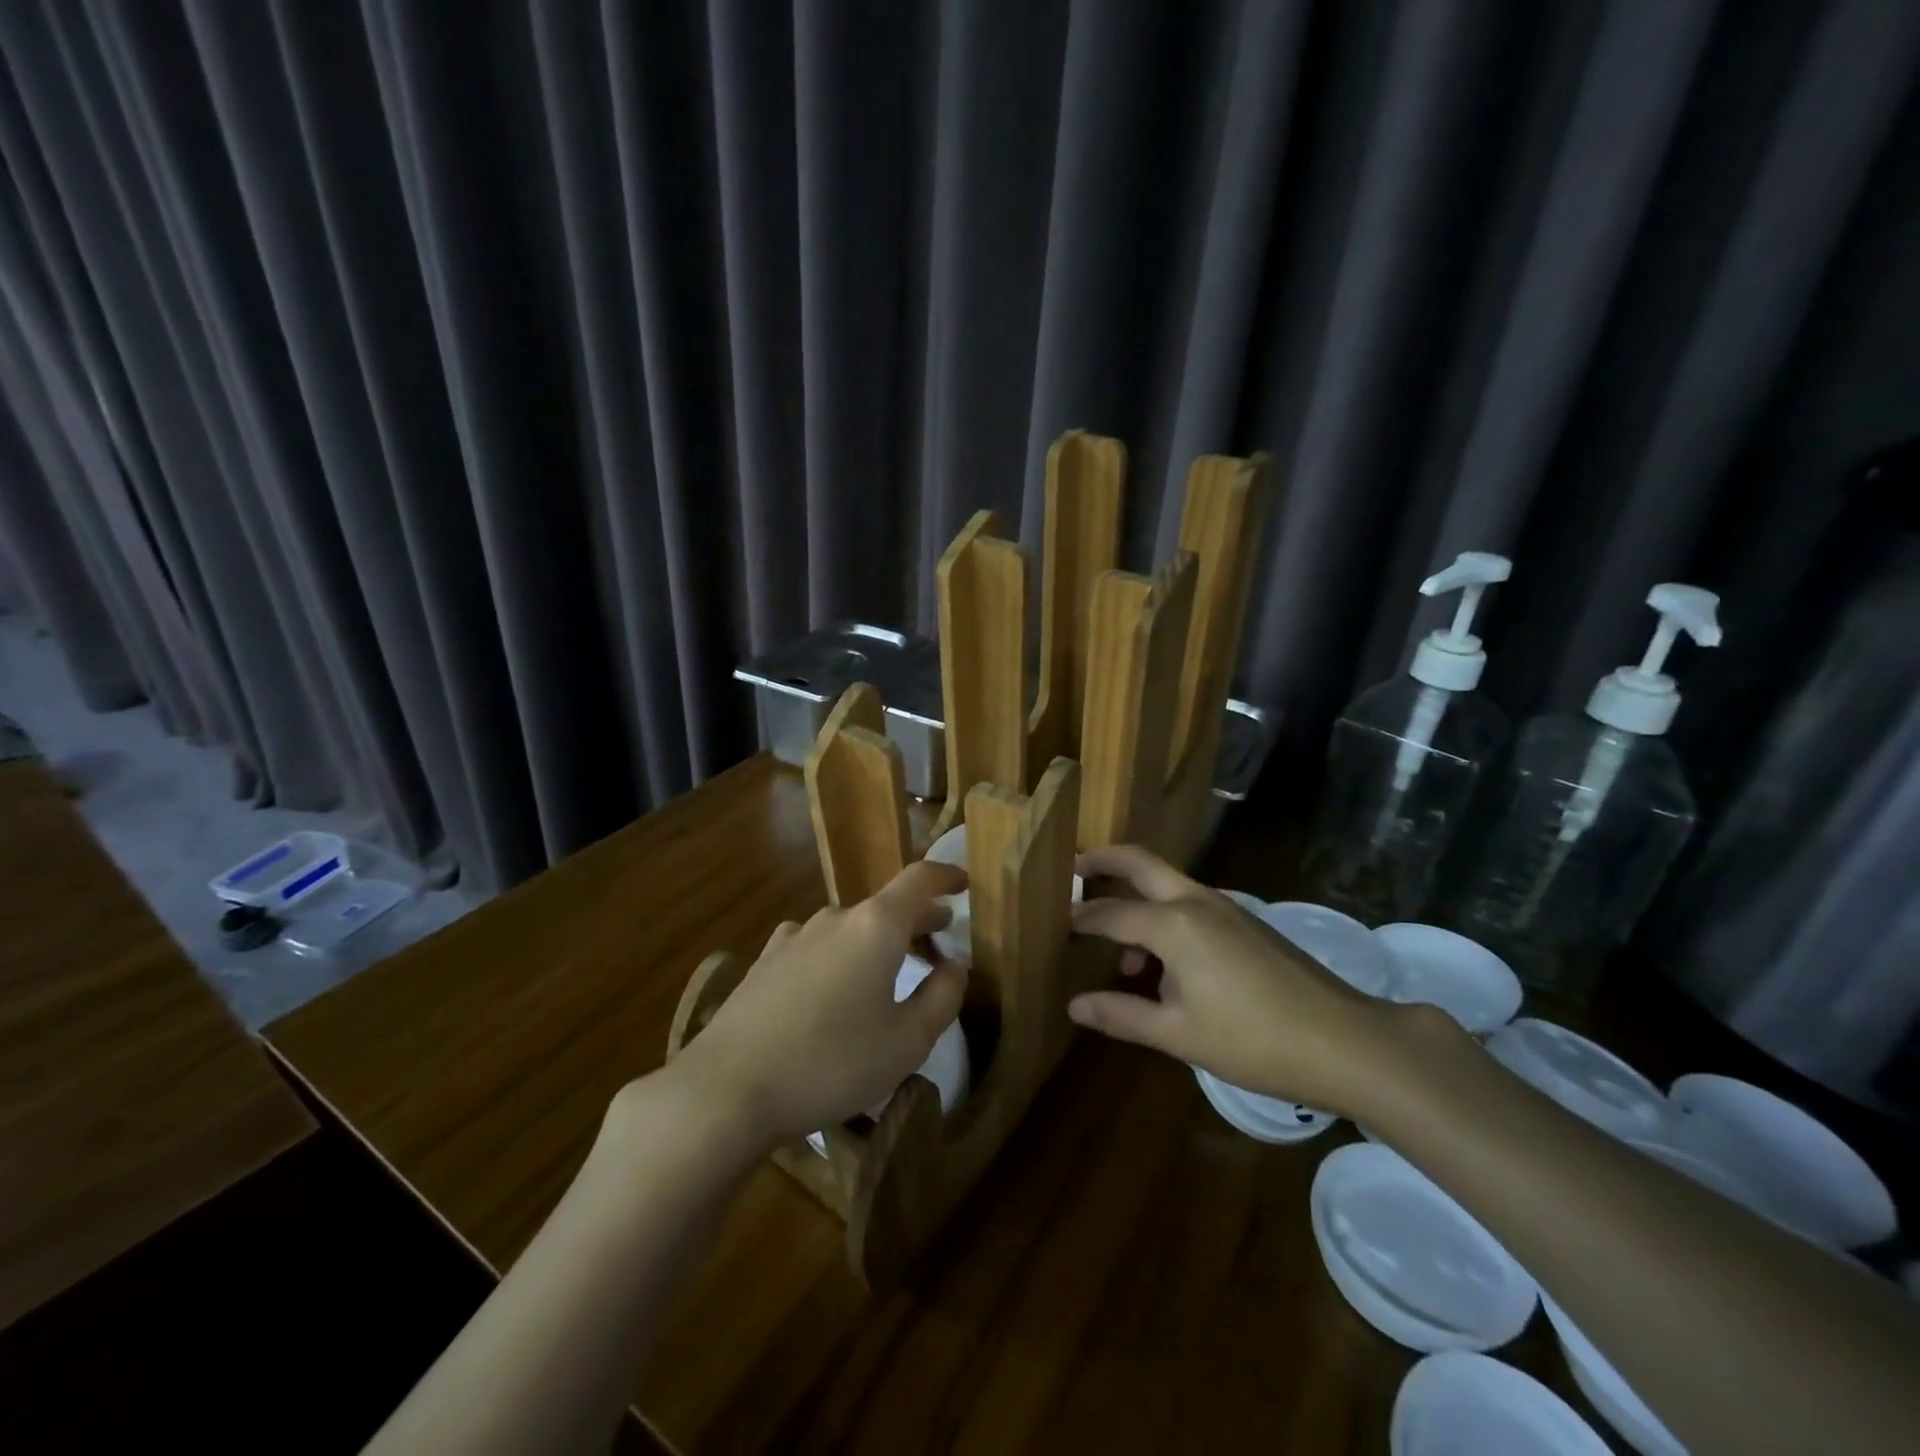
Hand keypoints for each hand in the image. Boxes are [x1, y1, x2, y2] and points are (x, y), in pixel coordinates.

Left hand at [670, 860, 968, 1142]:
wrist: (727, 1088)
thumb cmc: (831, 1062)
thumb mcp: (907, 1042)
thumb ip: (942, 997)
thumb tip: (955, 966)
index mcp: (876, 926)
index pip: (919, 880)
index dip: (946, 876)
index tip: (964, 883)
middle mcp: (835, 918)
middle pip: (886, 905)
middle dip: (918, 917)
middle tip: (941, 935)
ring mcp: (795, 937)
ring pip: (850, 927)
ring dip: (877, 939)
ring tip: (890, 969)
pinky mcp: (765, 962)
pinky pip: (816, 945)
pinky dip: (839, 954)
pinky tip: (832, 983)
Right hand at [1068, 845, 1392, 1115]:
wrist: (1345, 1041)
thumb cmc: (1253, 1040)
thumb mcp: (1179, 1034)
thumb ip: (1122, 1015)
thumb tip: (1074, 1006)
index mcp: (1172, 924)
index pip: (1108, 914)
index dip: (1077, 920)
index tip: (1051, 925)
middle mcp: (1195, 901)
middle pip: (1137, 862)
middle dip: (1101, 861)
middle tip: (1071, 871)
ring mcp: (1225, 907)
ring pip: (1165, 884)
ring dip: (1135, 899)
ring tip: (1119, 950)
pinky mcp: (1245, 921)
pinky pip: (1189, 904)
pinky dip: (1164, 917)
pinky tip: (1166, 967)